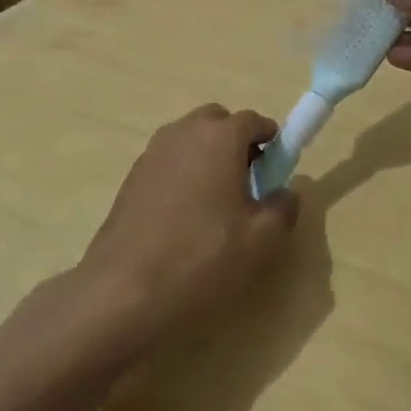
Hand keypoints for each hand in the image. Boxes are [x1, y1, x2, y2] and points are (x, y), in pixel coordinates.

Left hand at [77, 105, 300, 338]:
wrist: (124, 290)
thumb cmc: (203, 257)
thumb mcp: (262, 240)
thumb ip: (284, 207)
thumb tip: (286, 192)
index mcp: (219, 136)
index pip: (254, 121)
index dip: (271, 142)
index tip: (276, 171)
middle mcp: (183, 132)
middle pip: (217, 123)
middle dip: (236, 143)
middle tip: (247, 184)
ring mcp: (152, 153)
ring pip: (190, 141)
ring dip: (208, 158)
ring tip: (215, 204)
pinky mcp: (131, 177)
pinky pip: (169, 162)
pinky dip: (183, 175)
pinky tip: (184, 217)